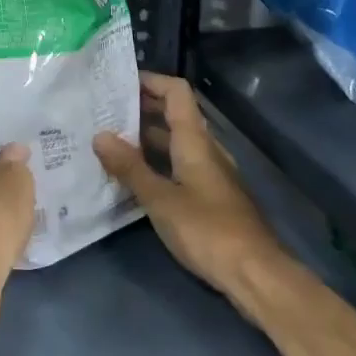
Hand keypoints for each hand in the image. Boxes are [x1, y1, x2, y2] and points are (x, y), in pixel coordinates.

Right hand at [93, 72, 289, 312]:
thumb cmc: (207, 230)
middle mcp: (206, 149)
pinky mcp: (211, 196)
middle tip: (103, 110)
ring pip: (176, 141)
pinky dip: (157, 161)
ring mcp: (211, 173)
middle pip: (175, 114)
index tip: (117, 82)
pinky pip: (180, 164)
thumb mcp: (160, 199)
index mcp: (195, 141)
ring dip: (146, 136)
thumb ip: (130, 167)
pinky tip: (134, 176)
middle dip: (141, 107)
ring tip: (110, 139)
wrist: (256, 275)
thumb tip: (99, 135)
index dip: (150, 80)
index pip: (176, 92)